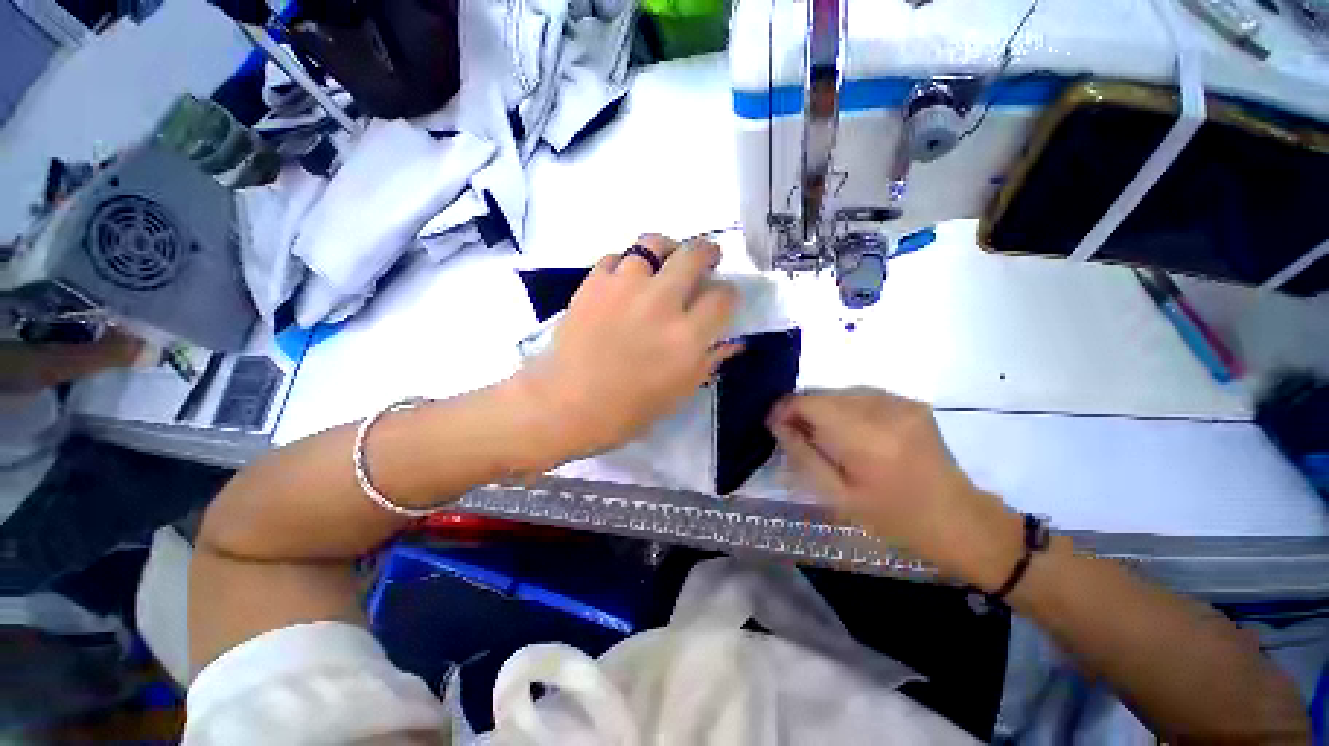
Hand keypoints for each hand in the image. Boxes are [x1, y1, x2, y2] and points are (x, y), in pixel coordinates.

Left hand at [516, 234, 741, 461]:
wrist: (565, 403)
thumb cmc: (627, 409)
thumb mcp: (679, 392)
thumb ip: (709, 361)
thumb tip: (734, 342)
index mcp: (687, 336)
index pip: (723, 297)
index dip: (729, 294)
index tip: (723, 299)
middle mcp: (661, 302)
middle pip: (694, 254)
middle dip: (707, 253)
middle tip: (704, 260)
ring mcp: (624, 286)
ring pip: (653, 244)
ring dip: (665, 250)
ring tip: (663, 263)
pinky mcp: (594, 282)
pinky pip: (616, 256)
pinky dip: (626, 264)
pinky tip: (626, 279)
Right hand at [767, 388, 1022, 588]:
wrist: (960, 520)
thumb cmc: (895, 519)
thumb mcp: (838, 497)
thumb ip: (803, 455)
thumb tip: (778, 424)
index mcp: (866, 438)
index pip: (810, 403)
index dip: (785, 409)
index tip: (774, 425)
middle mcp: (885, 410)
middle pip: (824, 395)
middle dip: (803, 411)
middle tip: (796, 436)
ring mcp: (902, 402)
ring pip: (841, 394)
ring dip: (825, 411)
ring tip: (824, 437)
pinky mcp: (911, 403)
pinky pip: (862, 397)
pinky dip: (847, 411)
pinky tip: (851, 434)